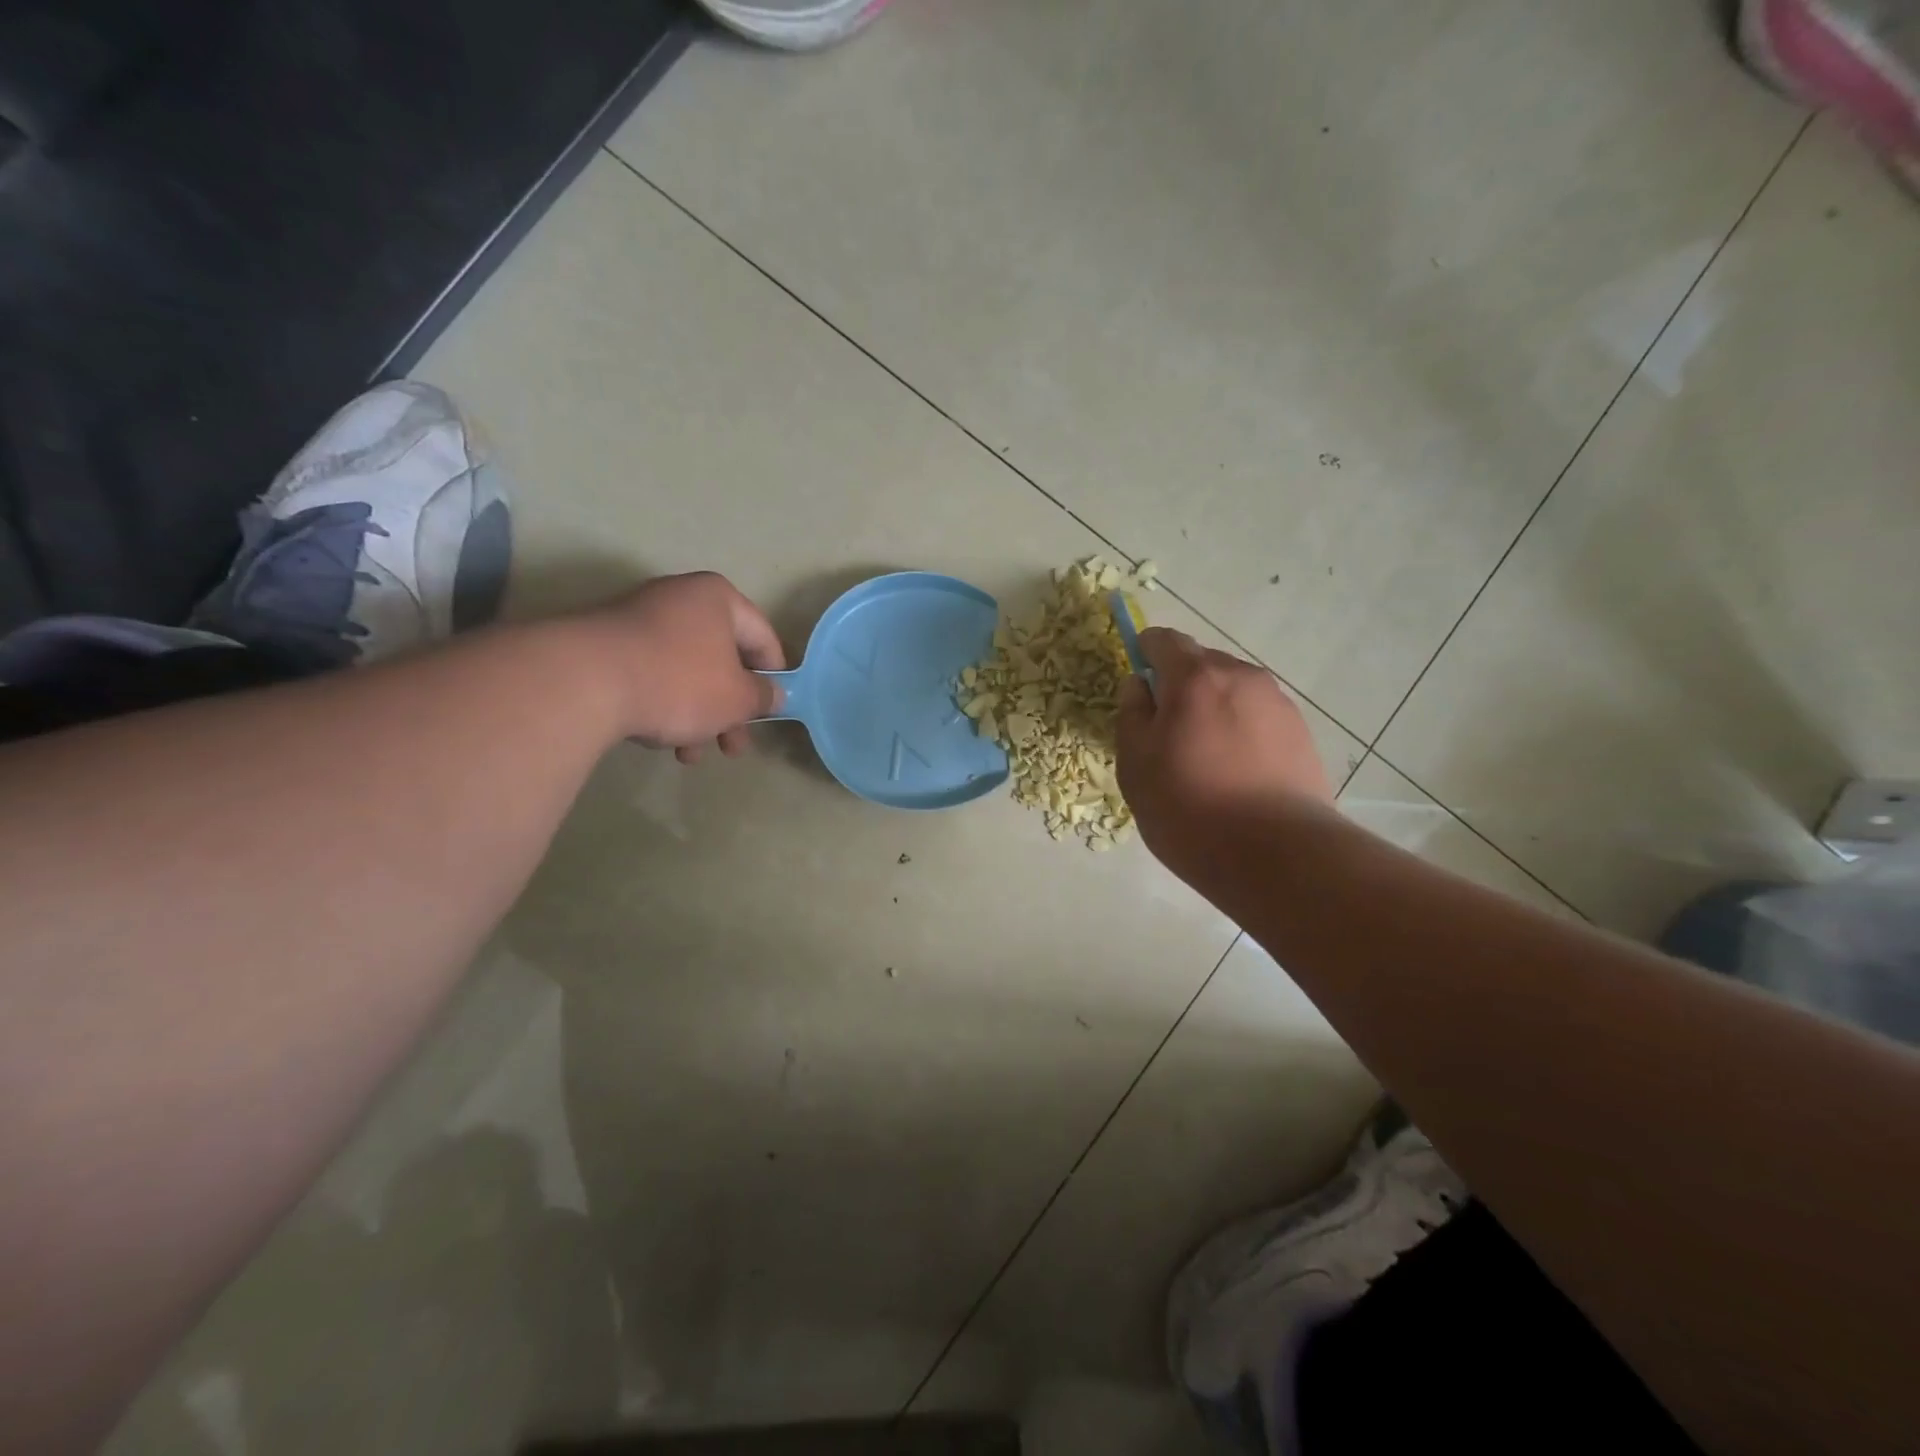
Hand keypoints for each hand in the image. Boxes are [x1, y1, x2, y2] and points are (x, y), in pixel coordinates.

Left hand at [583, 572, 785, 763]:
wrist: (584, 682)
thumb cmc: (680, 682)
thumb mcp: (737, 698)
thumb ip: (762, 697)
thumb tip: (773, 694)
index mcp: (717, 598)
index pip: (763, 636)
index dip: (774, 676)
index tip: (773, 709)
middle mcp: (679, 598)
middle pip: (721, 658)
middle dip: (730, 709)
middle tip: (734, 746)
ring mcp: (639, 618)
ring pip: (685, 672)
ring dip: (697, 716)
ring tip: (691, 755)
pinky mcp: (607, 644)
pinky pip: (652, 675)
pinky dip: (663, 705)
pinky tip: (659, 739)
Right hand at [1116, 627, 1332, 884]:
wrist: (1277, 855)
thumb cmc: (1189, 808)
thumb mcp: (1135, 765)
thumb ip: (1132, 714)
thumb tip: (1139, 685)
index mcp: (1195, 677)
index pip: (1164, 640)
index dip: (1145, 653)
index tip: (1139, 684)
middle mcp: (1241, 676)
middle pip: (1202, 663)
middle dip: (1181, 684)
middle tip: (1168, 731)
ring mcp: (1278, 703)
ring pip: (1233, 690)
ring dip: (1213, 708)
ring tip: (1205, 756)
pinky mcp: (1301, 733)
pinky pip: (1258, 716)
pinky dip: (1241, 729)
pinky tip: (1236, 771)